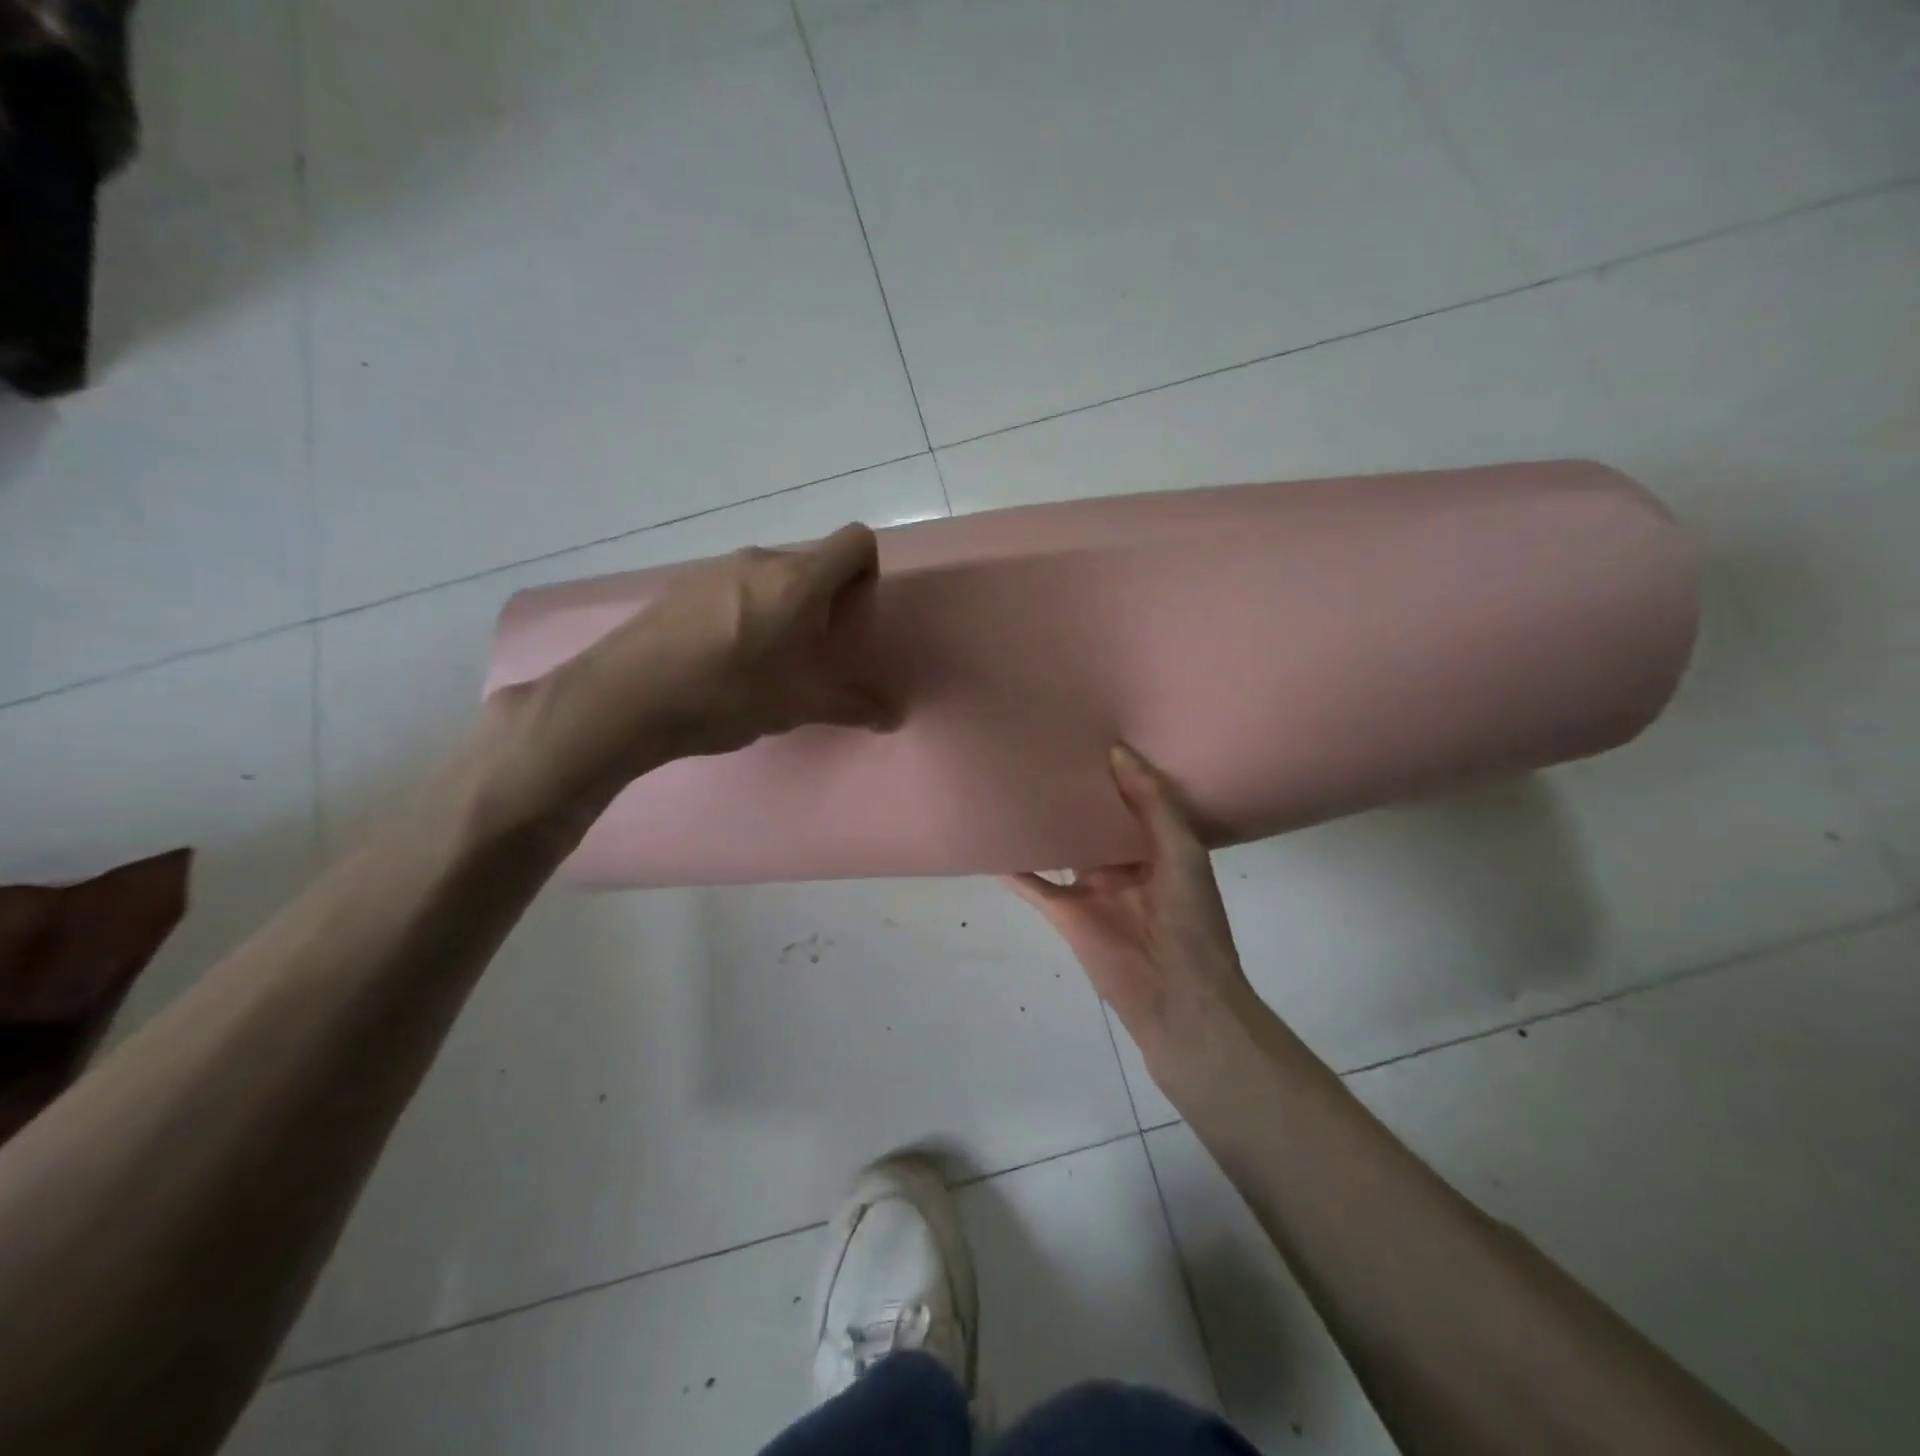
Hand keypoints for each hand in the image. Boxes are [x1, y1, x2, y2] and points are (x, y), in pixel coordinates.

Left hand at [476, 524, 893, 833]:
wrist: (626, 698)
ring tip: (768, 661)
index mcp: (799, 579)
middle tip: (813, 653)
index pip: (856, 540)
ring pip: (773, 576)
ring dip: (785, 608)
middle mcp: (761, 559)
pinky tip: (725, 658)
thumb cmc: (729, 694)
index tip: (851, 620)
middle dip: (826, 601)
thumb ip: (854, 706)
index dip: (867, 573)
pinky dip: (748, 612)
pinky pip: (736, 587)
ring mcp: (717, 568)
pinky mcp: (684, 584)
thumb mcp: (800, 706)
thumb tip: (895, 717)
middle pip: (814, 563)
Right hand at [1003, 745, 1253, 1068]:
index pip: (1130, 800)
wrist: (1178, 994)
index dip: (1112, 772)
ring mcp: (1088, 888)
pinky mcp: (1063, 912)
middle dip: (1072, 793)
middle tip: (1043, 750)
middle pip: (1089, 822)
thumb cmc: (1190, 916)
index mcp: (1156, 846)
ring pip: (1058, 847)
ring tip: (1011, 782)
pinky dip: (1009, 867)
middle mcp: (1120, 863)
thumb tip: (1117, 751)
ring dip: (1039, 823)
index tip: (1089, 735)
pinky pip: (1031, 884)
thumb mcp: (1181, 849)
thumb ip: (1151, 802)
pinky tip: (987, 841)